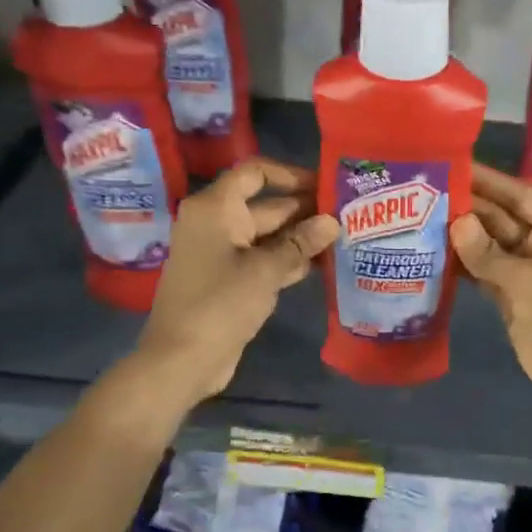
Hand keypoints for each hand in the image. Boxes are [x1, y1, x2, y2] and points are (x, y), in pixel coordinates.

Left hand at [134, 159, 337, 403]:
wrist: (182, 359)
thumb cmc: (221, 304)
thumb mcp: (266, 270)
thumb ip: (301, 243)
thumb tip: (332, 222)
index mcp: (216, 208)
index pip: (255, 173)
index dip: (290, 174)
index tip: (324, 185)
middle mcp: (217, 223)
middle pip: (266, 205)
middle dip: (305, 210)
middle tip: (348, 215)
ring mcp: (223, 253)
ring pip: (269, 236)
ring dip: (302, 238)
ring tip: (344, 239)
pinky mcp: (230, 280)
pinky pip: (264, 260)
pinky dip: (289, 260)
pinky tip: (323, 265)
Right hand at [450, 165, 531, 395]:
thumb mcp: (528, 280)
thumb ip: (488, 253)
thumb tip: (455, 222)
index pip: (521, 196)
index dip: (490, 181)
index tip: (457, 166)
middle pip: (501, 218)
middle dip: (469, 207)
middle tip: (428, 192)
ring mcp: (524, 270)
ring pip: (488, 244)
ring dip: (461, 235)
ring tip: (423, 217)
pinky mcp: (509, 294)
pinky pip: (482, 270)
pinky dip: (462, 263)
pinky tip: (434, 252)